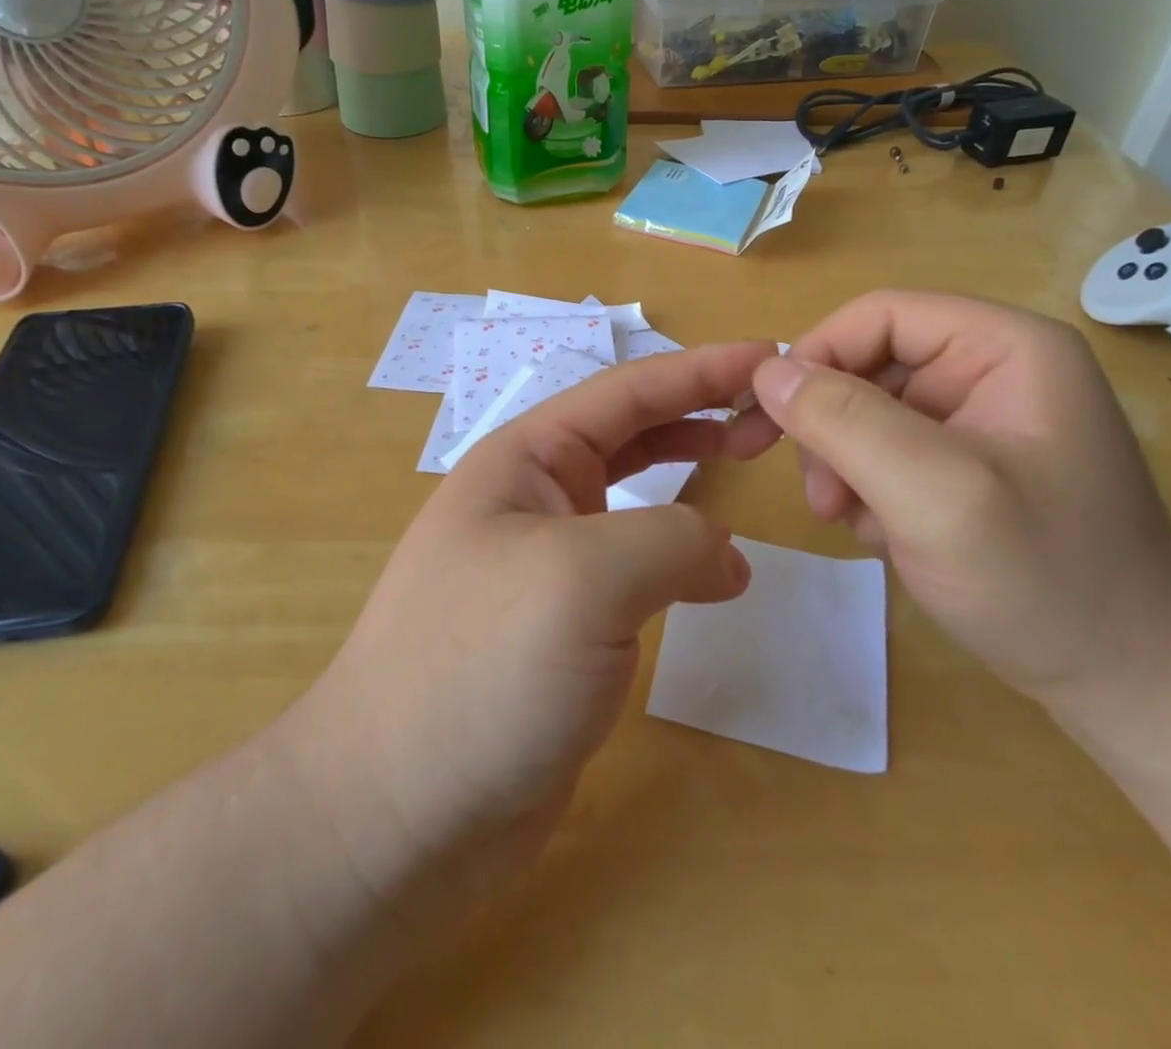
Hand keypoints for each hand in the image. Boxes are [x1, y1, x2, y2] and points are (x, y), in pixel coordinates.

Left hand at [294, 342, 775, 906]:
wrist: (398, 813)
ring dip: (690, 471)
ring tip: (749, 459)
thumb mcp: (584, 578)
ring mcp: (547, 561)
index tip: (769, 356)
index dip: (700, 369)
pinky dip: (680, 552)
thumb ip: (672, 542)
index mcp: (525, 459)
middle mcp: (533, 497)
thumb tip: (727, 561)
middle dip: (699, 411)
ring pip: (634, 495)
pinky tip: (715, 570)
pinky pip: (635, 564)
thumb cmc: (481, 667)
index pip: (626, 392)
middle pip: (631, 431)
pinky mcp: (565, 623)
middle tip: (772, 413)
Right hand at [728, 291, 1170, 713]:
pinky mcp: (970, 463)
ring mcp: (982, 419)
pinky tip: (883, 536)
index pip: (879, 316)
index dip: (816, 356)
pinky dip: (868, 490)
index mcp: (1005, 347)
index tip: (771, 421)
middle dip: (830, 427)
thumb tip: (765, 372)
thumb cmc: (1044, 580)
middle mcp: (992, 369)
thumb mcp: (932, 493)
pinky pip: (887, 451)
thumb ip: (843, 421)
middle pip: (869, 365)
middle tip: (820, 498)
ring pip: (868, 412)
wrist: (1133, 687)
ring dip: (844, 465)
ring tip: (852, 524)